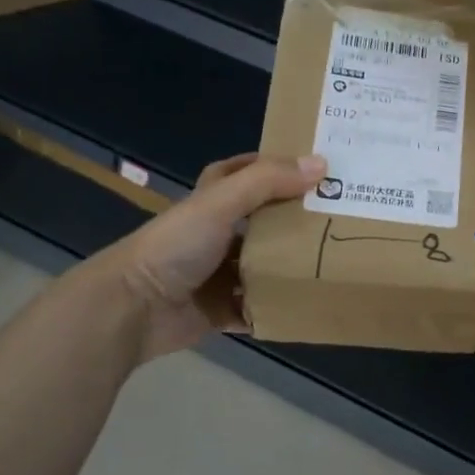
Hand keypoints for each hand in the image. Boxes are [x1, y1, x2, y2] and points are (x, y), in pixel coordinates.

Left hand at [96, 152, 324, 358]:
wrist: (133, 308)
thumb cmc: (176, 246)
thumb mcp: (221, 203)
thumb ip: (268, 182)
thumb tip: (322, 164)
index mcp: (211, 201)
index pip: (245, 173)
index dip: (275, 166)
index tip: (316, 167)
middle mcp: (216, 235)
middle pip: (263, 222)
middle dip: (296, 220)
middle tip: (341, 217)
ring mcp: (218, 274)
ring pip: (264, 266)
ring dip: (291, 267)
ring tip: (336, 262)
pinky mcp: (221, 310)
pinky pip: (257, 308)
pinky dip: (277, 308)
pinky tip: (309, 303)